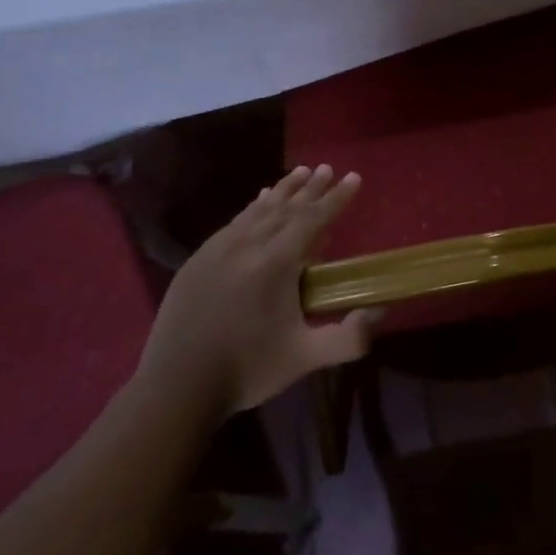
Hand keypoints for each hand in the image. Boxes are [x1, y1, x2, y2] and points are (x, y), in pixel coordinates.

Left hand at [136, 165, 375, 418]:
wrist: (177, 386)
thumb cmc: (247, 369)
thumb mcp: (305, 358)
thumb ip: (348, 338)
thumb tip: (378, 310)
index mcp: (275, 263)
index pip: (312, 219)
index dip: (336, 198)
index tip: (353, 177)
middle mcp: (247, 246)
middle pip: (286, 207)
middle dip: (311, 188)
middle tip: (328, 168)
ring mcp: (219, 249)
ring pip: (258, 210)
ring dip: (283, 191)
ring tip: (300, 172)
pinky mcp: (199, 259)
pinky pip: (235, 222)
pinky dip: (254, 207)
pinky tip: (259, 201)